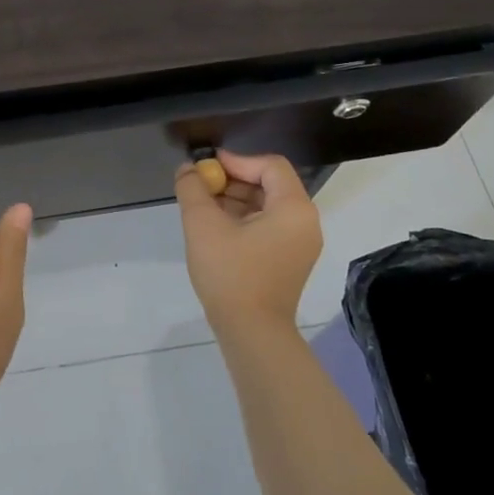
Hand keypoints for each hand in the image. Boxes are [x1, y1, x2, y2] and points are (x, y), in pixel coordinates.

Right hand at [174, 149, 321, 338]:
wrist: (251, 333)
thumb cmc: (231, 273)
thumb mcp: (203, 225)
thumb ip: (193, 189)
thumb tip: (188, 169)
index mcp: (294, 208)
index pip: (270, 165)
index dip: (237, 161)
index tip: (207, 169)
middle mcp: (305, 222)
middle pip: (270, 184)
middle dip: (233, 181)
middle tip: (201, 187)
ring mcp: (300, 244)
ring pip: (267, 206)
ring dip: (235, 200)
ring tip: (203, 208)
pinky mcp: (290, 261)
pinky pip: (268, 226)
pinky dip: (244, 220)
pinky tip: (216, 229)